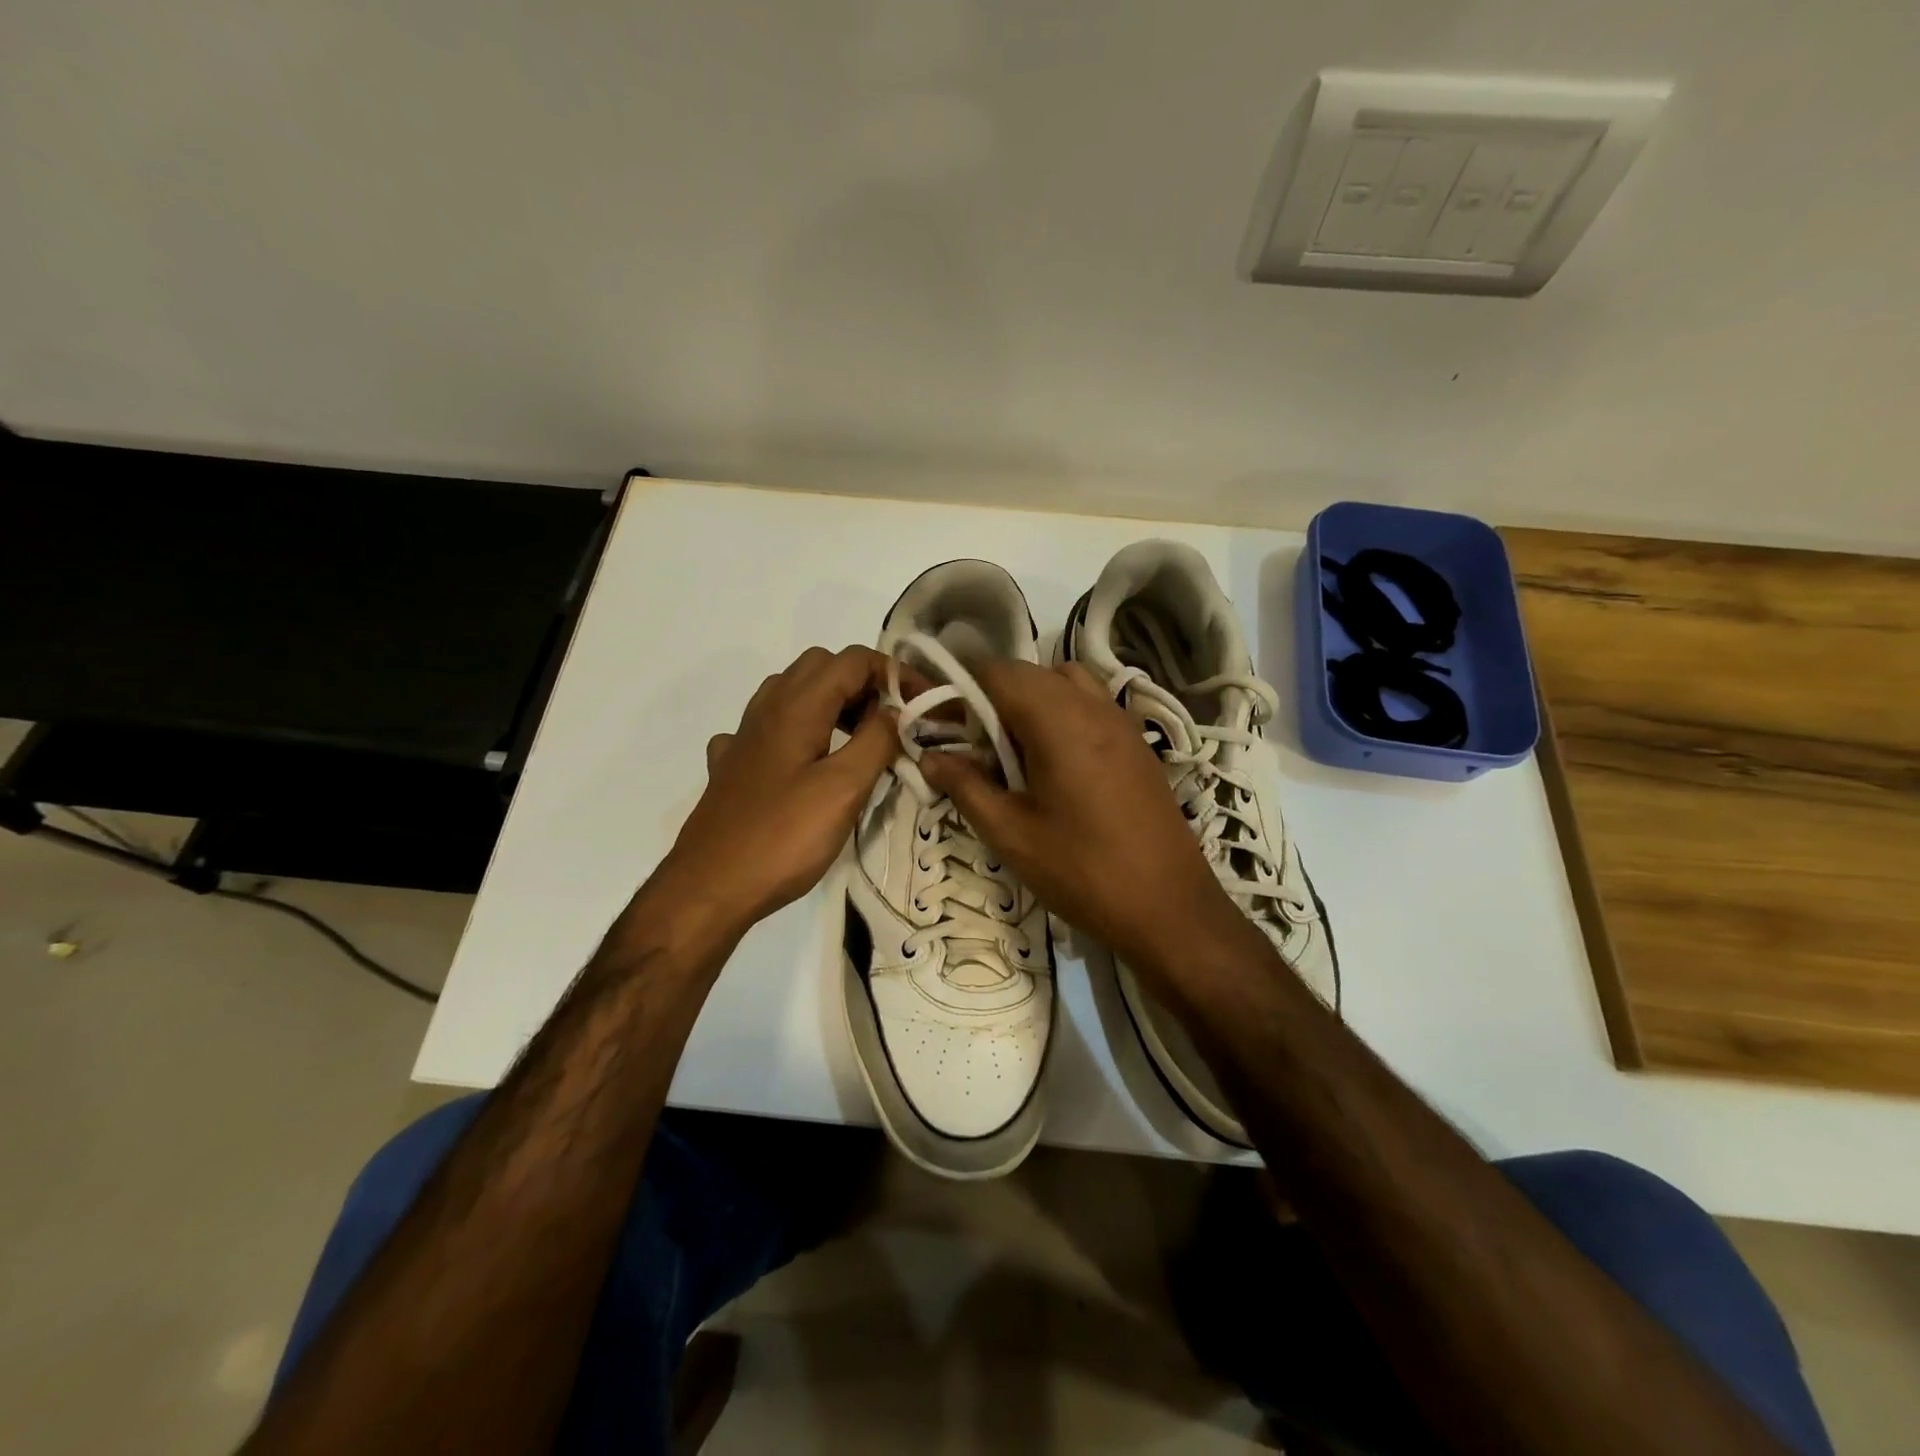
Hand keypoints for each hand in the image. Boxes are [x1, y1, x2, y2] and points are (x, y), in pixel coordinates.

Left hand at [657, 645, 898, 934]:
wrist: (708, 887)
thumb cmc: (783, 837)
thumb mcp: (844, 789)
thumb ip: (877, 740)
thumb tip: (897, 710)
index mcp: (797, 705)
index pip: (853, 659)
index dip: (894, 673)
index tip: (923, 706)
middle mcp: (767, 708)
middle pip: (822, 667)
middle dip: (864, 683)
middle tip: (891, 724)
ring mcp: (745, 736)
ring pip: (794, 693)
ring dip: (833, 703)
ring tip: (858, 742)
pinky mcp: (734, 766)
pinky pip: (771, 728)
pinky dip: (799, 731)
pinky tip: (804, 764)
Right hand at [918, 659, 1241, 981]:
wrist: (1169, 908)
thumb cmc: (1082, 871)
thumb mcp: (1011, 833)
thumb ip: (966, 786)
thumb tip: (930, 757)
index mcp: (1058, 719)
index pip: (998, 671)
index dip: (961, 686)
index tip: (941, 721)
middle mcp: (1093, 706)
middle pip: (1031, 673)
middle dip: (993, 696)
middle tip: (971, 742)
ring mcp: (1122, 722)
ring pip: (1065, 683)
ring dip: (1031, 702)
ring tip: (1015, 752)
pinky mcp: (1138, 744)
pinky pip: (1091, 706)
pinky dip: (1062, 715)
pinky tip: (1054, 766)